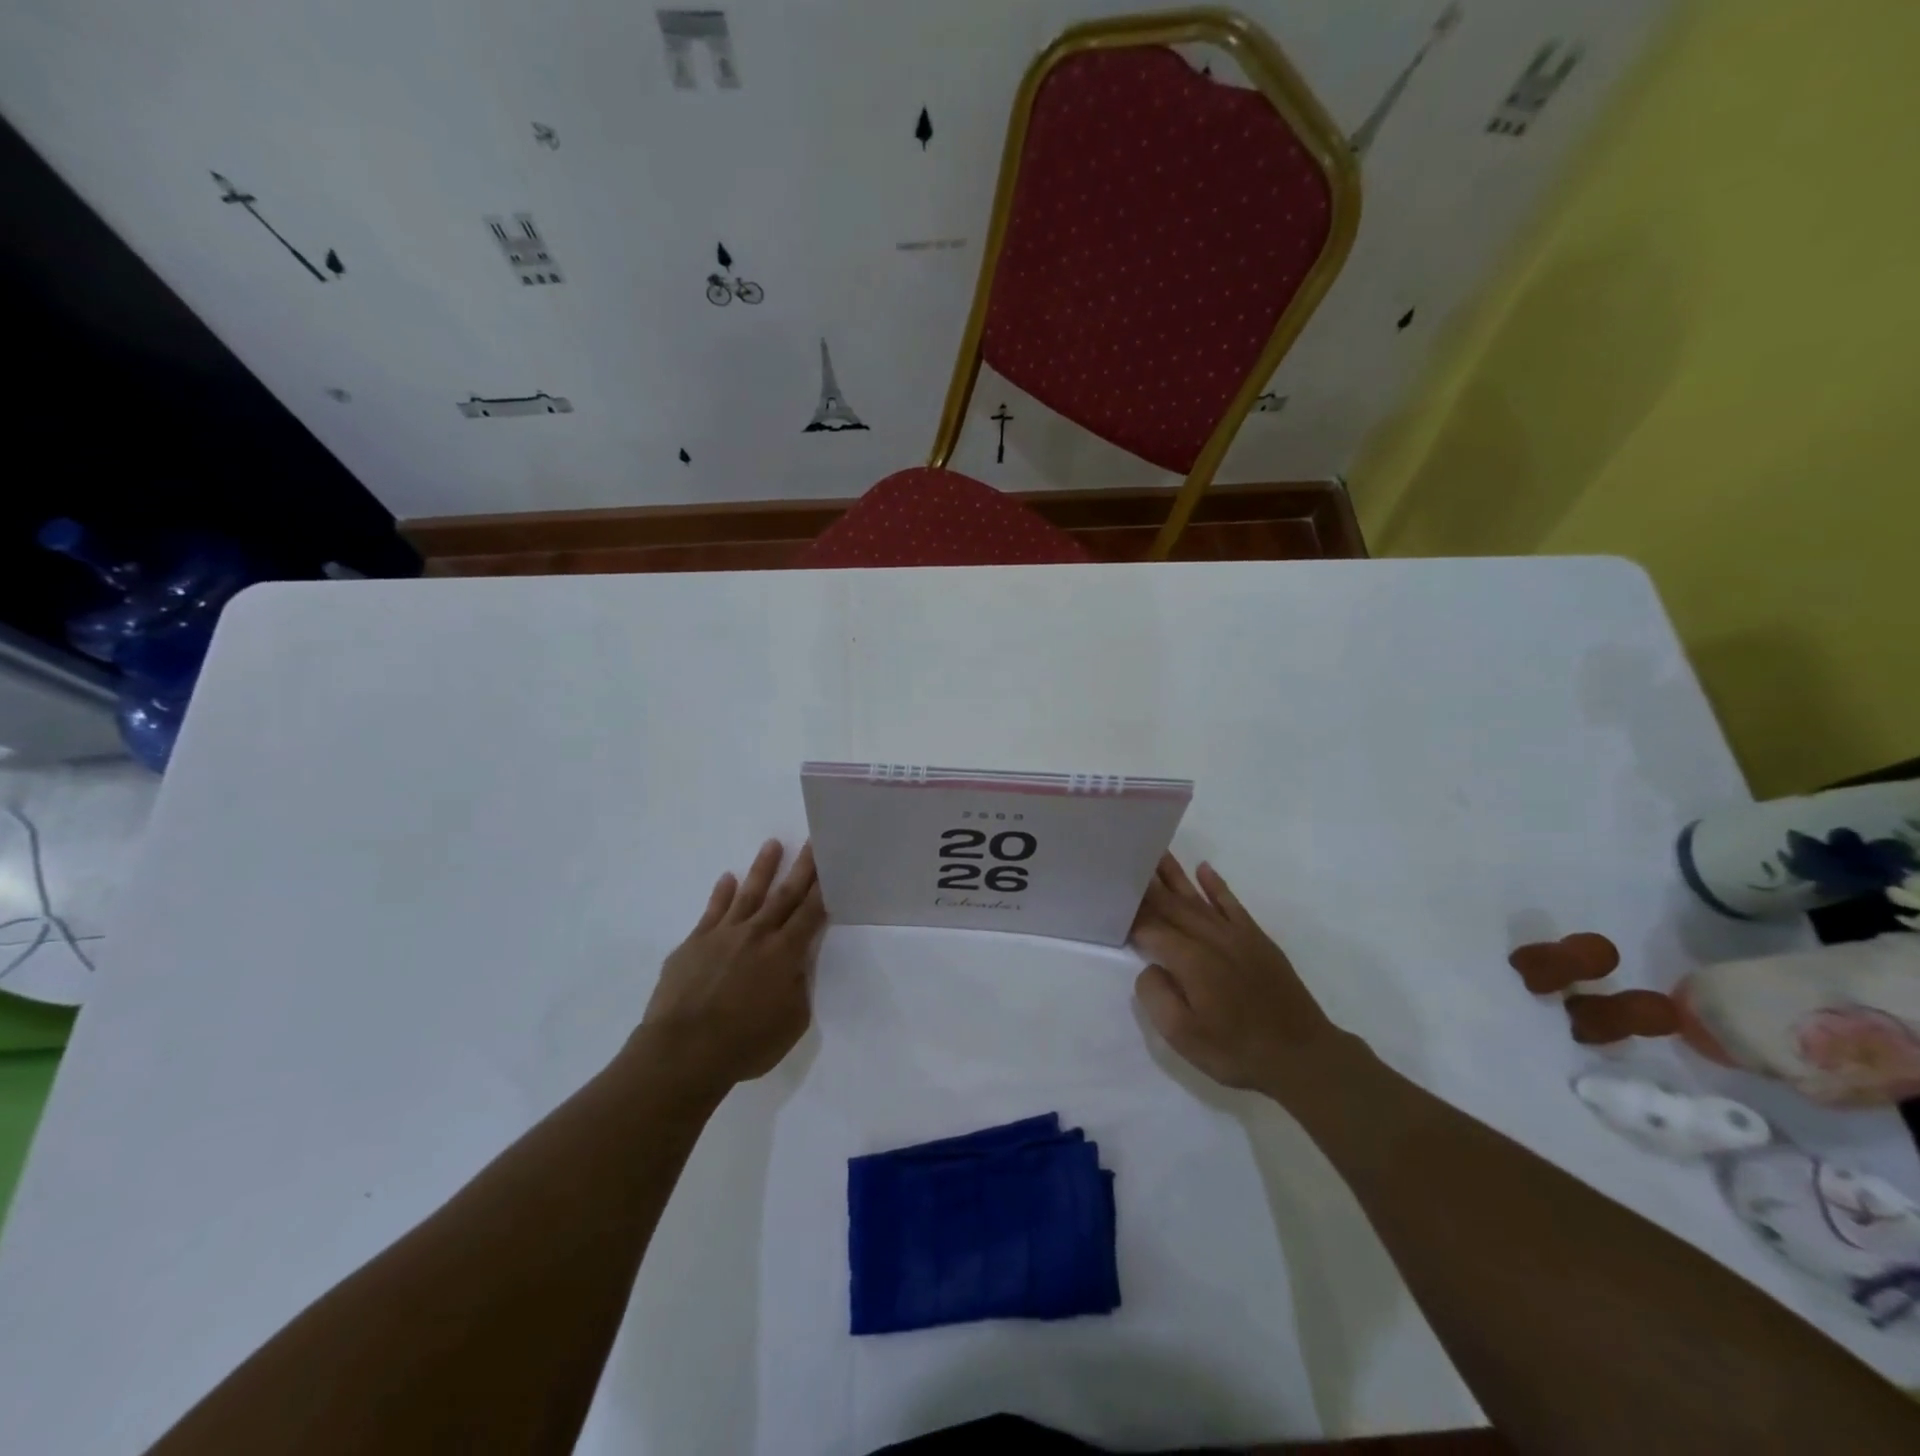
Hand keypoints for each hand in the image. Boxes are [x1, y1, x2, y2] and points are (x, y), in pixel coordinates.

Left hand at [635, 840, 826, 1089]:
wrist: (683, 1052)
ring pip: (748, 893)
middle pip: (784, 894)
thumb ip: (797, 988)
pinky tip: (727, 878)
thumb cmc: (746, 1044)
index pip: (811, 912)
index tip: (831, 863)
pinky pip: (712, 910)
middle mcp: (757, 934)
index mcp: (785, 953)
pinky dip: (721, 893)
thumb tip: (794, 967)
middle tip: (811, 841)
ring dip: (762, 868)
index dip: (823, 888)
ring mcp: (723, 935)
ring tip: (772, 844)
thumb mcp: (792, 1022)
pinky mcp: (694, 943)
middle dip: (801, 867)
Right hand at [1131, 855, 1344, 1098]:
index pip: (1151, 928)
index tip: (1109, 898)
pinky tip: (1202, 868)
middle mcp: (1211, 938)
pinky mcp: (1257, 940)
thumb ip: (1157, 996)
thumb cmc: (1237, 1050)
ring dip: (1174, 874)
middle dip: (1146, 885)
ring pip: (1197, 897)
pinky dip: (1216, 885)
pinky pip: (1231, 903)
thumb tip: (1151, 967)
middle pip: (1172, 905)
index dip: (1129, 915)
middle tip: (1125, 859)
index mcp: (1190, 960)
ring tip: (1155, 850)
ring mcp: (1237, 935)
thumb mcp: (1184, 1037)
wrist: (1303, 1057)